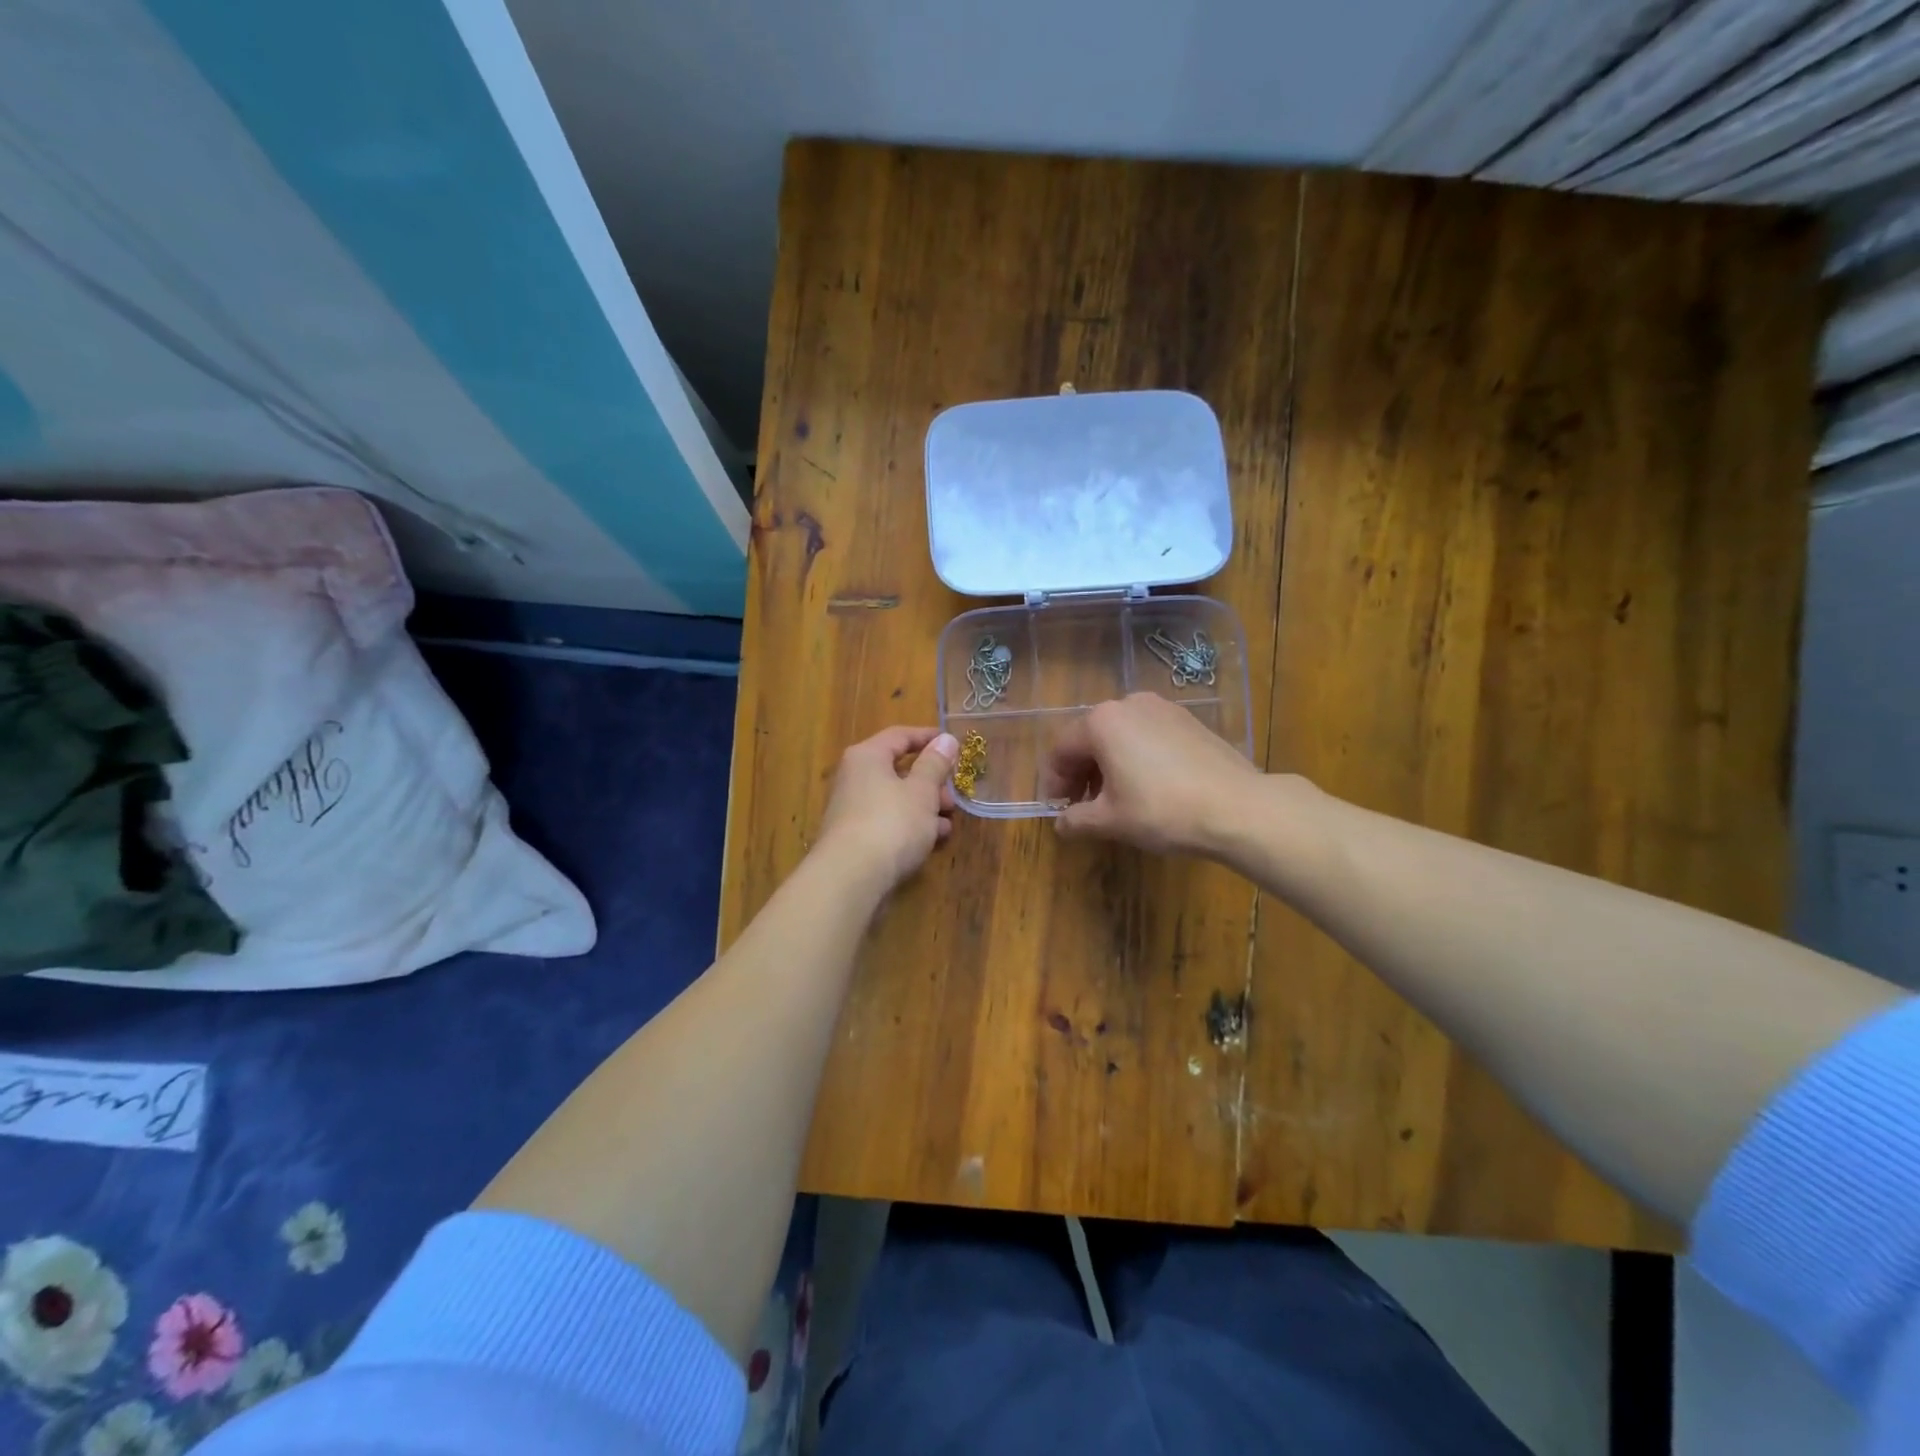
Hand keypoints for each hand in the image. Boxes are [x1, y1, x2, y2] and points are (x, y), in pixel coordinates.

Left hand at [816, 727, 959, 890]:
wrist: (851, 877)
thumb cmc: (891, 823)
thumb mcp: (922, 791)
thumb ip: (935, 764)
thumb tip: (945, 739)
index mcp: (867, 757)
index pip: (900, 736)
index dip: (928, 738)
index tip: (954, 746)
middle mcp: (854, 778)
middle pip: (897, 769)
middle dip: (930, 781)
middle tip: (953, 794)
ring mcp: (852, 809)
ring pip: (895, 799)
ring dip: (924, 806)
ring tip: (948, 821)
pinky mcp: (855, 838)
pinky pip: (888, 822)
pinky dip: (910, 826)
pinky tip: (932, 840)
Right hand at [1044, 693, 1259, 854]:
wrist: (1238, 807)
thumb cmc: (1162, 810)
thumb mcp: (1111, 820)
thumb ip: (1077, 819)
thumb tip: (1061, 824)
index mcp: (1102, 722)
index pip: (1061, 749)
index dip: (1054, 781)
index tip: (1057, 809)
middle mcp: (1129, 704)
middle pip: (1090, 738)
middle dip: (1080, 772)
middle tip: (1082, 806)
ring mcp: (1163, 709)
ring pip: (1120, 736)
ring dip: (1108, 766)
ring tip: (1113, 800)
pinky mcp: (1189, 721)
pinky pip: (1148, 737)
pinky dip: (1136, 758)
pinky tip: (1146, 788)